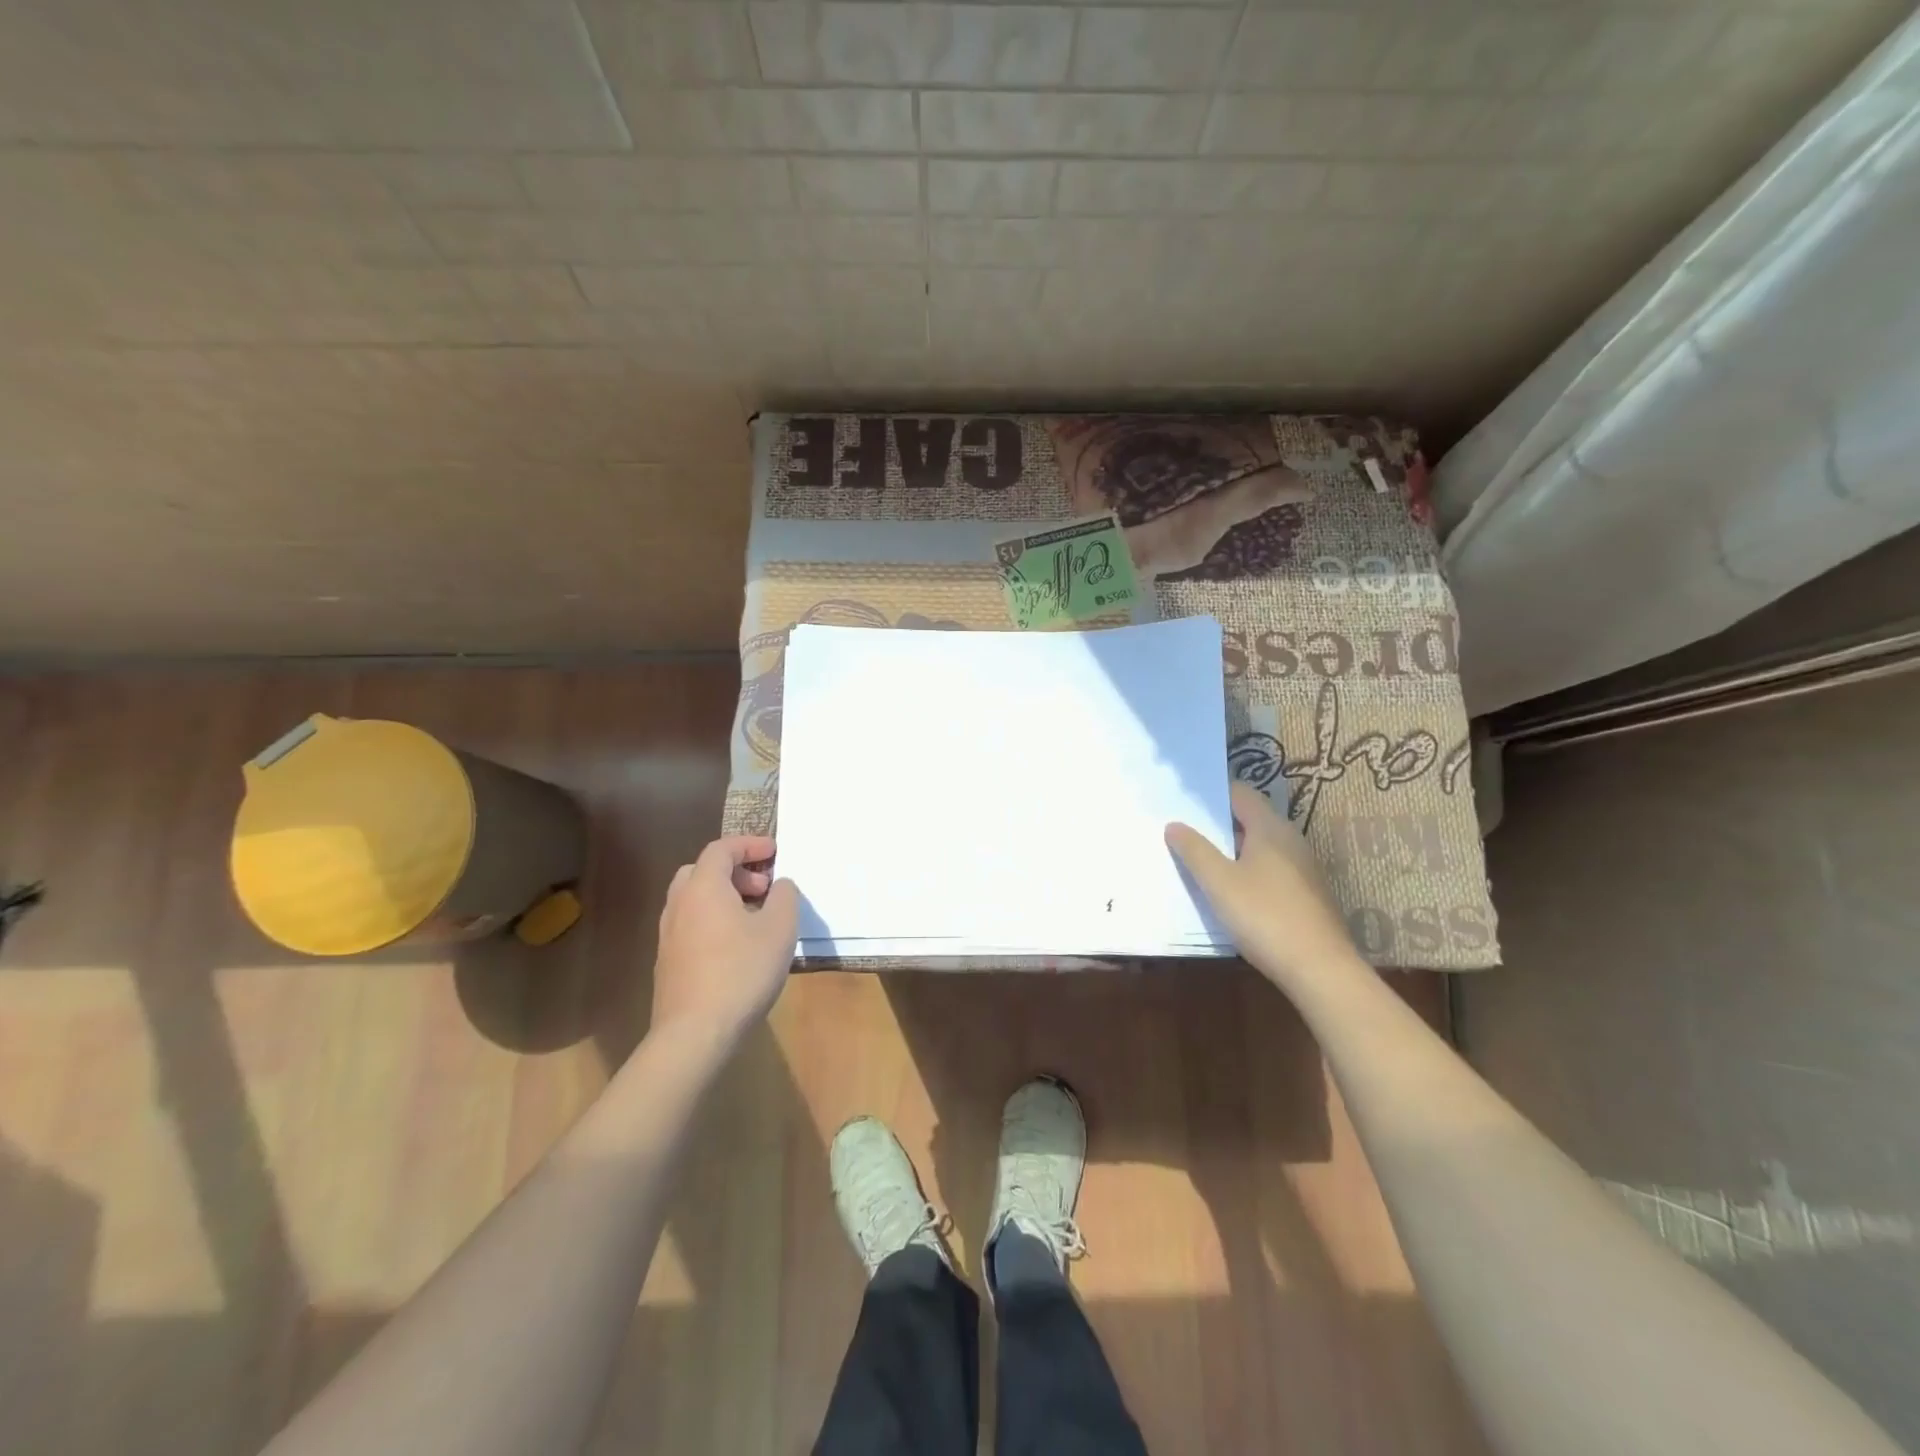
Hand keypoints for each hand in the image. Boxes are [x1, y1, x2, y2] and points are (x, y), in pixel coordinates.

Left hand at [651, 835, 797, 1041]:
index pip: (721, 849)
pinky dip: (713, 920)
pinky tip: (737, 946)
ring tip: (754, 917)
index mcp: (704, 888)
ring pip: (694, 899)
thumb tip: (780, 884)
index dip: (749, 844)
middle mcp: (679, 904)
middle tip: (763, 886)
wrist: (695, 1033)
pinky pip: (691, 925)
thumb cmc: (742, 971)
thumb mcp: (780, 929)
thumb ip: (784, 896)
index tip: (774, 851)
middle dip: (734, 871)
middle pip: (702, 871)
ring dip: (723, 896)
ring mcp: (668, 935)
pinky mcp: (668, 963)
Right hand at [1166, 781, 1362, 989]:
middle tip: (1183, 829)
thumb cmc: (1265, 916)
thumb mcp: (1219, 883)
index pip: (1241, 794)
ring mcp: (1302, 869)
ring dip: (1231, 850)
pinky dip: (1247, 871)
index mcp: (1271, 829)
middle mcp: (1291, 841)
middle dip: (1217, 823)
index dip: (1213, 793)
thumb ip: (1195, 850)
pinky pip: (1270, 870)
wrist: (1320, 969)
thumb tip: (1174, 825)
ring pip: (1260, 847)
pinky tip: (1229, 892)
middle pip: (1250, 819)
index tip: (1183, 799)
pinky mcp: (1306, 895)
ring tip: (1199, 860)